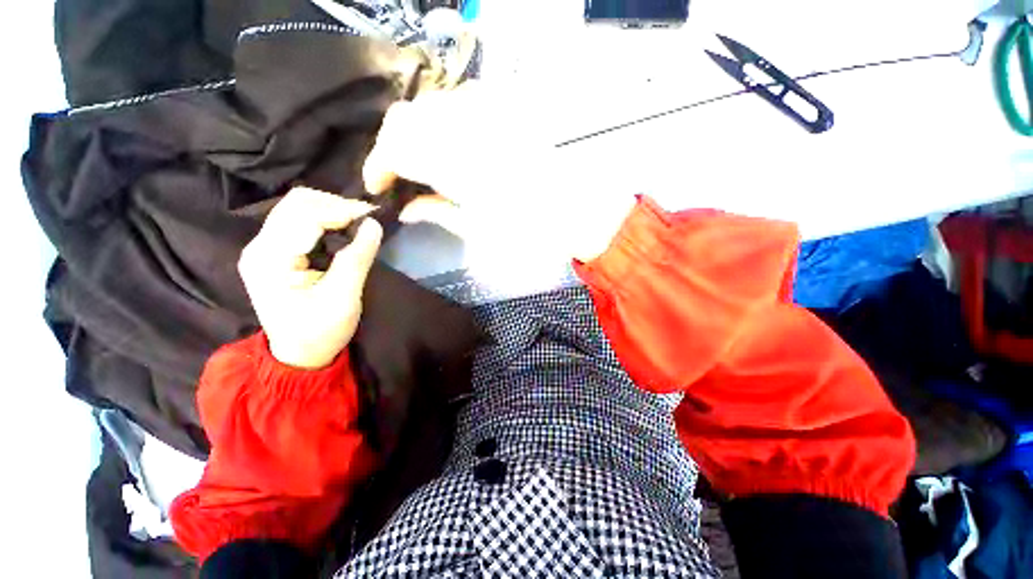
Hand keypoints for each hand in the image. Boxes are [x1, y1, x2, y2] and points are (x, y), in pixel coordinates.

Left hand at [239, 188, 382, 368]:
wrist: (299, 355)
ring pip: (297, 207)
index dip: (341, 210)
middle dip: (336, 205)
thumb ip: (356, 259)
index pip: (304, 215)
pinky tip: (343, 230)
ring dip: (331, 210)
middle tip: (367, 220)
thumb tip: (374, 224)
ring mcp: (264, 247)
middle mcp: (260, 246)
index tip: (374, 216)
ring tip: (359, 223)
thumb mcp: (343, 299)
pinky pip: (298, 220)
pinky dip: (325, 219)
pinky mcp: (274, 251)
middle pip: (296, 203)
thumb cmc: (320, 332)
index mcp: (270, 259)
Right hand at [362, 83, 633, 263]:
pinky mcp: (505, 110)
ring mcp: (486, 113)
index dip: (379, 165)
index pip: (395, 148)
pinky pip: (461, 101)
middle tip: (397, 173)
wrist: (576, 209)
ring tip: (421, 160)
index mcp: (455, 163)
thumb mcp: (477, 228)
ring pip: (430, 105)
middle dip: (392, 145)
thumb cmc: (529, 228)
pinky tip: (451, 141)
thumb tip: (405, 209)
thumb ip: (436, 212)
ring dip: (416, 131)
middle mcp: (463, 127)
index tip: (377, 185)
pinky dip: (444, 119)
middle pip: (405, 119)